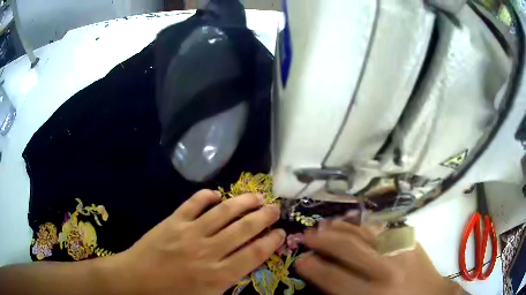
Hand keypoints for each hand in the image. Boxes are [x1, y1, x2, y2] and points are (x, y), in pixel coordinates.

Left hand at [104, 189, 284, 294]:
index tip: (281, 232)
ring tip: (257, 197)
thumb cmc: (173, 294)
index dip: (272, 241)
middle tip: (275, 208)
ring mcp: (190, 233)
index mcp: (219, 275)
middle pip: (244, 229)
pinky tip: (217, 194)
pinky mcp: (173, 221)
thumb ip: (229, 282)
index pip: (255, 253)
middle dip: (264, 217)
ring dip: (244, 202)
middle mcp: (209, 251)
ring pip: (224, 212)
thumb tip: (248, 262)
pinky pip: (194, 203)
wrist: (137, 281)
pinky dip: (207, 196)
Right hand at [295, 221, 465, 294]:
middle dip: (323, 240)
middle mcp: (385, 270)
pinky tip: (353, 221)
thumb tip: (320, 276)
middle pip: (348, 249)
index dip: (313, 266)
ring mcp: (400, 250)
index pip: (333, 277)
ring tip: (324, 223)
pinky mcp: (409, 240)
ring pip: (365, 232)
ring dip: (341, 227)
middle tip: (307, 235)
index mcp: (371, 294)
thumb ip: (341, 293)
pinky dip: (364, 223)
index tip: (301, 259)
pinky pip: (382, 228)